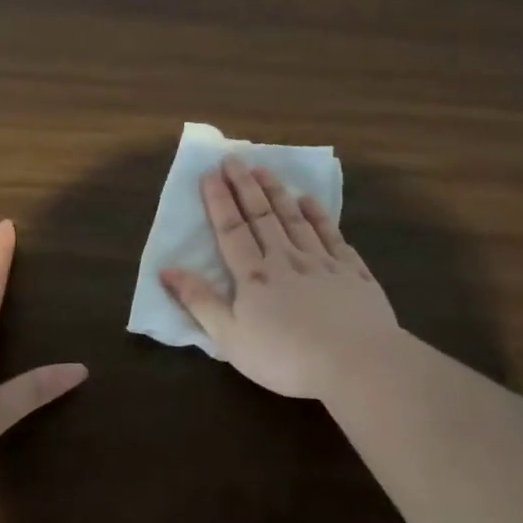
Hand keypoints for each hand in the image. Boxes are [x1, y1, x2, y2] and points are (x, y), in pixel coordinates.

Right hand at [161, 156, 400, 400]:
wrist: (356, 363)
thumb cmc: (285, 357)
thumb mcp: (230, 338)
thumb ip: (199, 302)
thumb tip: (166, 270)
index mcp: (254, 277)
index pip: (231, 231)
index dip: (219, 202)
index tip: (210, 173)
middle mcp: (286, 260)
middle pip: (262, 216)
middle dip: (245, 186)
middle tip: (234, 159)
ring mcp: (322, 263)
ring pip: (296, 220)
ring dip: (278, 193)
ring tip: (266, 169)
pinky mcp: (353, 273)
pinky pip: (332, 236)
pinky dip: (320, 216)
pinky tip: (311, 202)